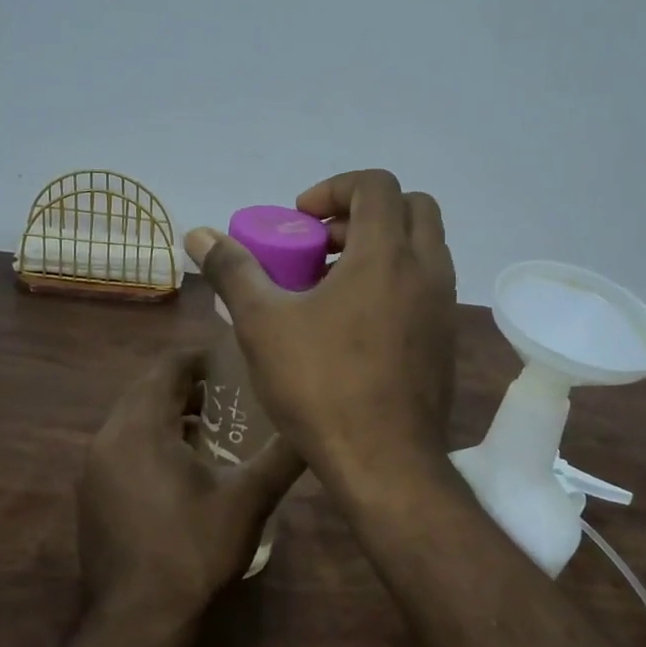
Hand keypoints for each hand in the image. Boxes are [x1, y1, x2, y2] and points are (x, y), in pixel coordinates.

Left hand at [78, 350, 303, 631]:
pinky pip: (122, 448)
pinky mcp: (91, 494)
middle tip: (230, 396)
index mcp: (141, 427)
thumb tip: (315, 427)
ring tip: (212, 432)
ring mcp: (93, 468)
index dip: (201, 358)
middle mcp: (108, 437)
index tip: (233, 363)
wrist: (137, 617)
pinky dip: (150, 443)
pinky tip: (182, 471)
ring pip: (133, 421)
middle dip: (187, 387)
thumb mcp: (248, 499)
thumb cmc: (193, 549)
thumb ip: (282, 456)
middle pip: (147, 390)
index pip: (167, 367)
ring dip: (168, 417)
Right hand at [183, 170, 456, 486]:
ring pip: (424, 249)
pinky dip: (397, 282)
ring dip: (382, 247)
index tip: (300, 219)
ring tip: (334, 284)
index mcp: (386, 254)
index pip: (376, 184)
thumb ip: (233, 270)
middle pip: (411, 207)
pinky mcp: (447, 340)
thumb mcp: (263, 324)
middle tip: (322, 244)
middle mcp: (427, 270)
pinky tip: (357, 324)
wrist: (385, 462)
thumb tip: (198, 234)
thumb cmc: (321, 386)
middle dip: (364, 212)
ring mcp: (445, 307)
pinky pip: (428, 287)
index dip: (335, 188)